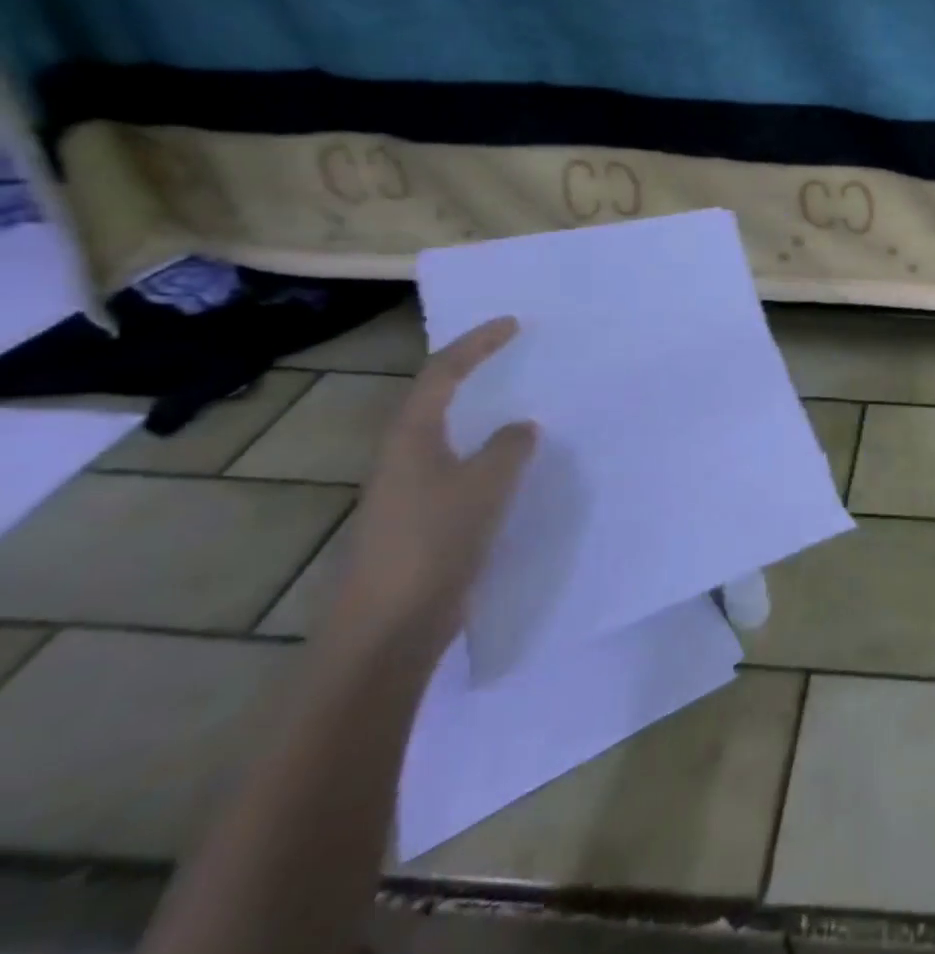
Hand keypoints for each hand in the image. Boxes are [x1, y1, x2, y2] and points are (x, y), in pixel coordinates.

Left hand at [319, 316, 537, 661]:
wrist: (388, 629)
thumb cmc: (433, 543)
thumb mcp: (485, 486)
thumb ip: (509, 448)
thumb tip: (520, 428)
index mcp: (410, 437)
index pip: (443, 373)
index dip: (477, 344)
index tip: (513, 324)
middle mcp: (403, 456)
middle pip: (438, 399)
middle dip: (475, 374)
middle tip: (518, 359)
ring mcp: (409, 491)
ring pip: (450, 437)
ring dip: (484, 417)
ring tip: (526, 408)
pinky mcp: (422, 522)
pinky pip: (461, 470)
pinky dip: (488, 457)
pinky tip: (516, 470)